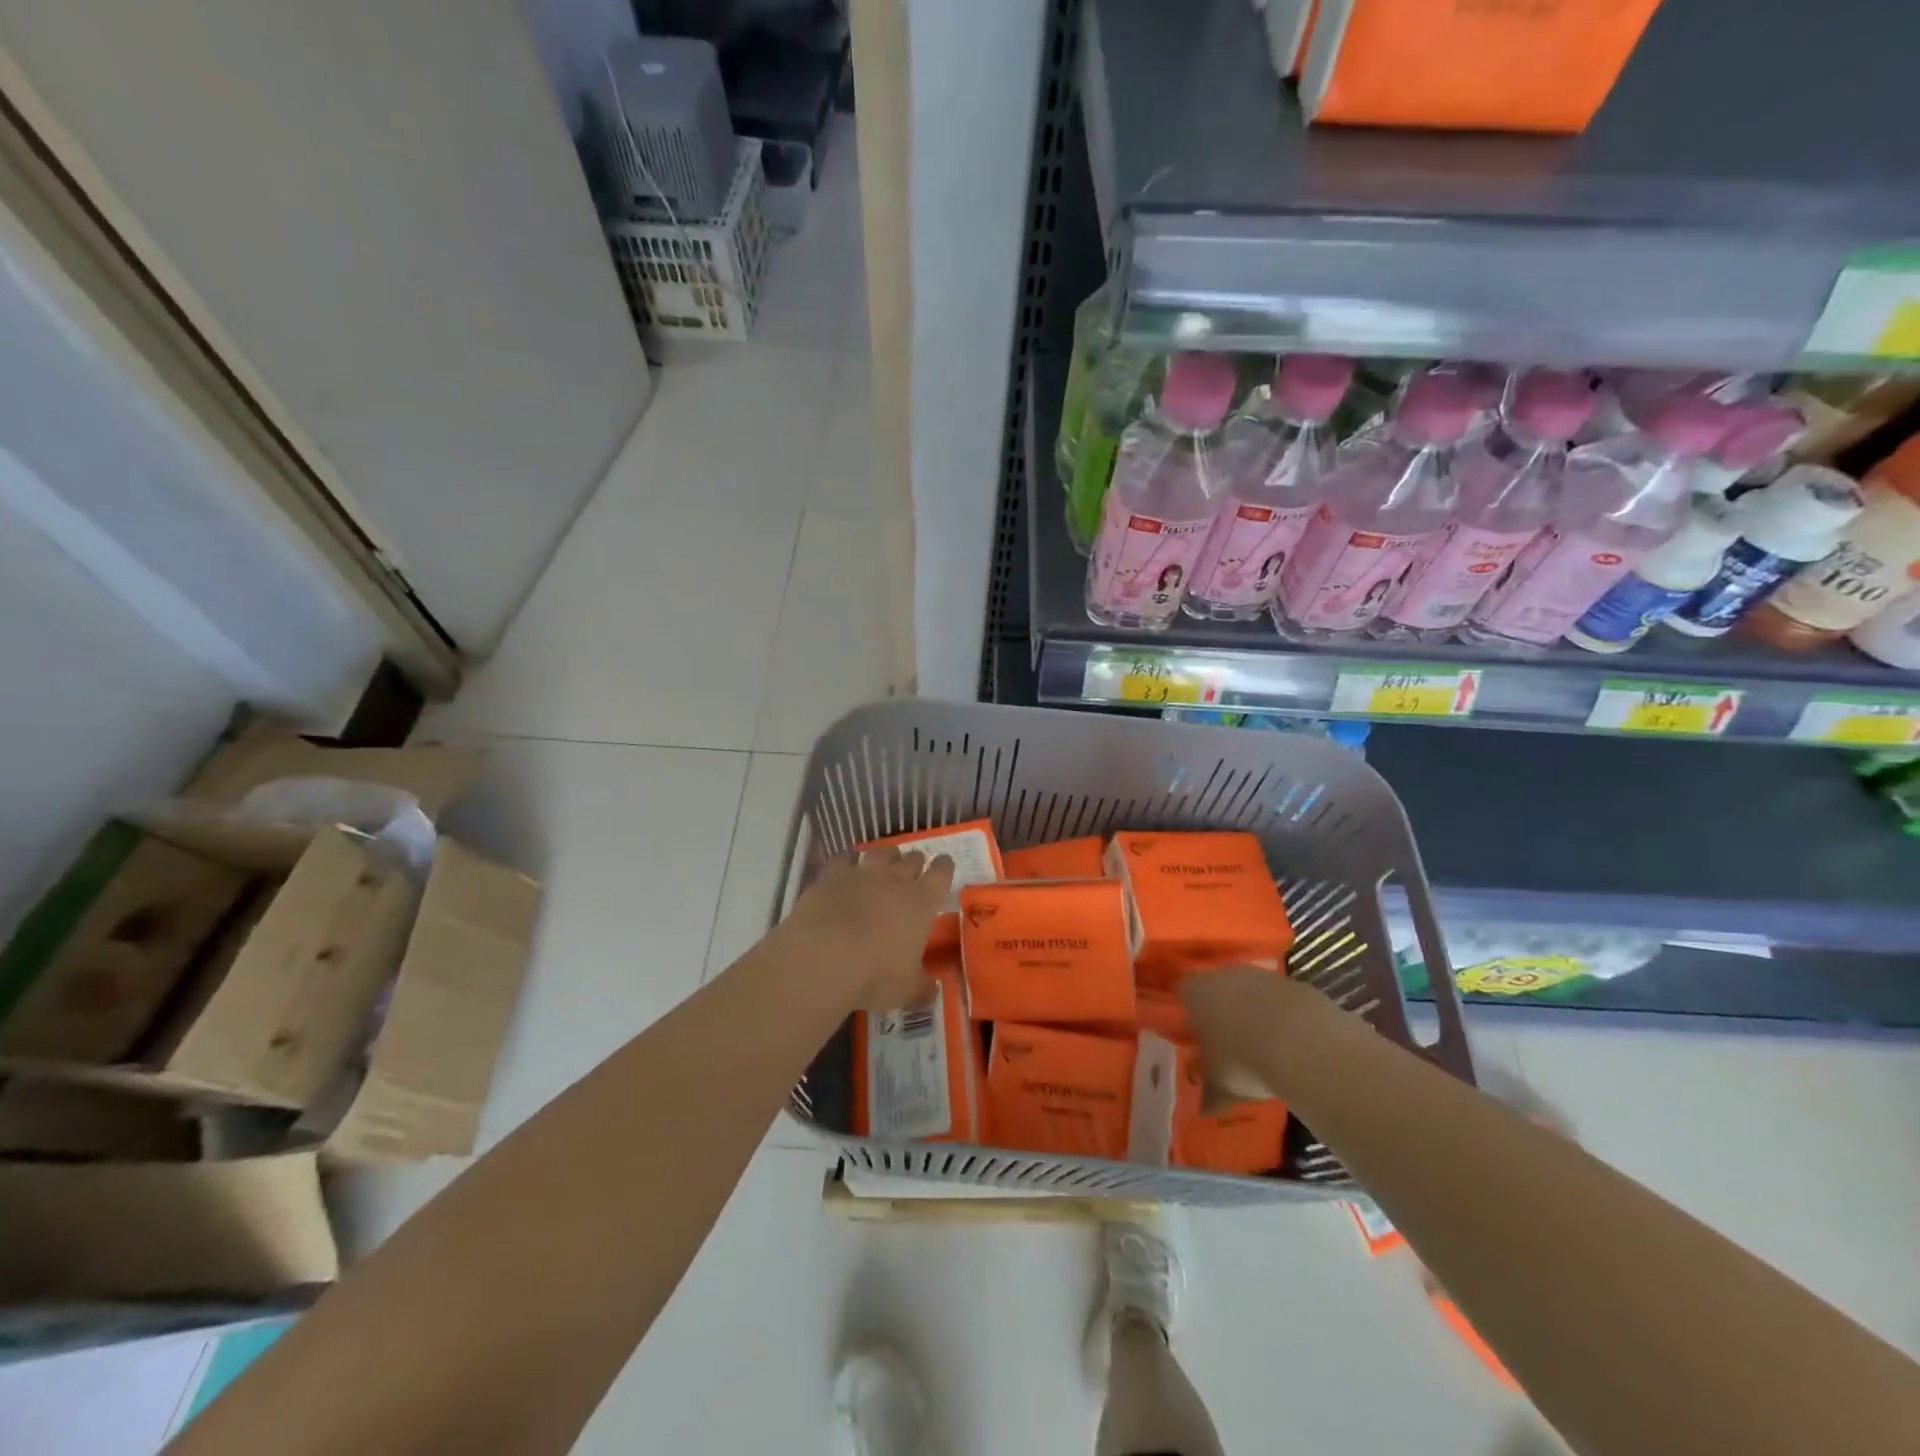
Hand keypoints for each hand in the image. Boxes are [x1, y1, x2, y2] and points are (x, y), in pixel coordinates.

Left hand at [781, 848, 954, 1011]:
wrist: (824, 956)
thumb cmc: (875, 975)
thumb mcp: (906, 991)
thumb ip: (921, 988)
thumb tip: (931, 991)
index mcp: (922, 902)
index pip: (941, 873)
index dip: (944, 867)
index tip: (944, 865)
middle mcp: (895, 880)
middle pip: (912, 859)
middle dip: (914, 863)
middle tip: (912, 872)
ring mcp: (862, 873)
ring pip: (881, 853)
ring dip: (885, 857)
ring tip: (882, 864)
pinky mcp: (832, 875)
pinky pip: (843, 859)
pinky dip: (846, 862)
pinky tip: (844, 868)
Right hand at [1180, 968, 1336, 1103]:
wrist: (1304, 1046)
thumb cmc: (1244, 1061)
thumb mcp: (1221, 1085)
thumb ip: (1209, 1093)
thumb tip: (1203, 1109)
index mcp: (1197, 993)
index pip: (1183, 992)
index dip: (1188, 1010)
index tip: (1195, 1032)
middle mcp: (1225, 975)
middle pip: (1218, 987)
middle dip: (1222, 1009)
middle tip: (1228, 1040)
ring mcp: (1262, 976)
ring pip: (1251, 990)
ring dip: (1254, 1010)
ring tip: (1262, 1043)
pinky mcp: (1294, 984)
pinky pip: (1281, 999)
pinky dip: (1283, 1015)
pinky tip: (1292, 1041)